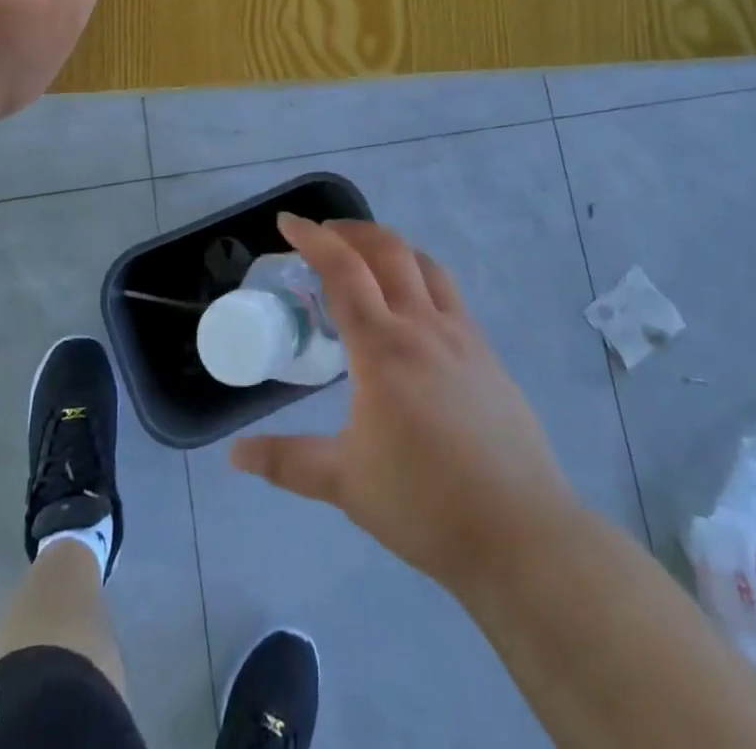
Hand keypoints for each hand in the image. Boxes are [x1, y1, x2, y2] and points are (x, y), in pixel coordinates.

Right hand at [230, 215, 575, 595]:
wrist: (520, 533)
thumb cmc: (425, 504)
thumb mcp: (345, 483)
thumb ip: (287, 461)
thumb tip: (235, 455)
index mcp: (382, 348)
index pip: (343, 272)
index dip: (313, 239)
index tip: (288, 223)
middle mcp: (423, 326)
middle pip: (387, 250)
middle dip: (351, 230)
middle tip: (323, 234)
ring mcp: (462, 336)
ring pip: (425, 264)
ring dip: (390, 246)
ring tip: (367, 256)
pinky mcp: (487, 354)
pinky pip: (449, 293)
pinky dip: (421, 275)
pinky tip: (414, 308)